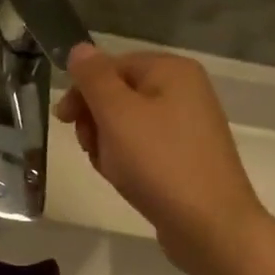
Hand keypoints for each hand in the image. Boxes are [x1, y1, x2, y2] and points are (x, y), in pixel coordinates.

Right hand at [56, 46, 266, 274]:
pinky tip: (126, 181)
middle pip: (117, 94)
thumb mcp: (117, 114)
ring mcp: (187, 127)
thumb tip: (79, 48)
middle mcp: (184, 91)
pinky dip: (127, 162)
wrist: (210, 226)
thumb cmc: (159, 162)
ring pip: (126, 125)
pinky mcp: (186, 158)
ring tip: (113, 170)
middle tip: (92, 147)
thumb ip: (93, 77)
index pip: (111, 65)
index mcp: (171, 70)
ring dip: (108, 145)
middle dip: (96, 121)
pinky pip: (143, 149)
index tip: (64, 120)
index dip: (83, 90)